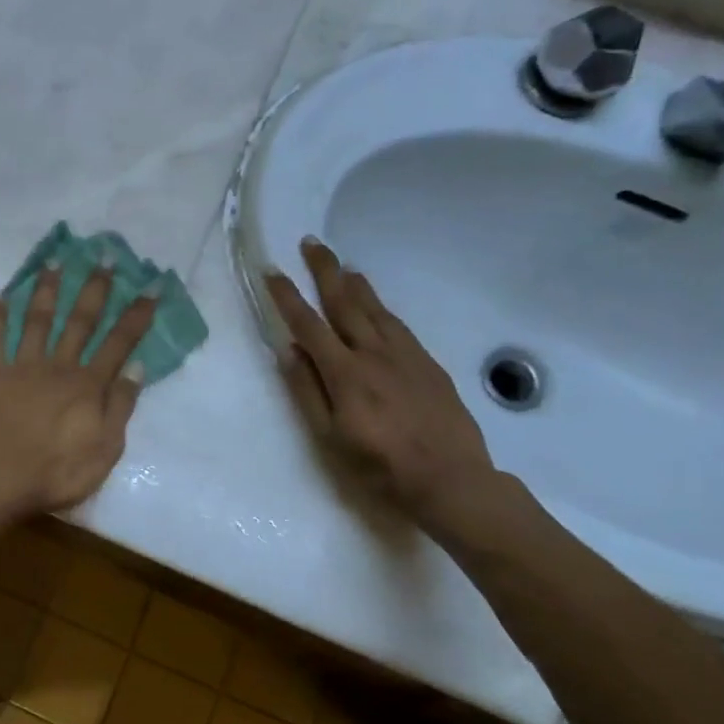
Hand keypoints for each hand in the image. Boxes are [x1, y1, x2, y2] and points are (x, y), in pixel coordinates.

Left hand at [0, 264, 157, 519]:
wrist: (0, 482)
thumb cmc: (58, 472)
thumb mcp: (106, 448)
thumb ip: (121, 405)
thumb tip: (138, 366)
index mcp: (87, 385)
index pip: (119, 343)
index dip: (136, 315)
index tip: (151, 287)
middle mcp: (57, 366)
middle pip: (79, 321)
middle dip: (94, 289)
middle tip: (102, 256)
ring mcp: (21, 368)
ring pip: (36, 321)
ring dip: (46, 291)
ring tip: (52, 262)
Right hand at [264, 237, 494, 522]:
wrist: (451, 481)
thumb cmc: (379, 468)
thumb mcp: (330, 438)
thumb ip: (308, 392)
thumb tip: (289, 351)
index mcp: (345, 374)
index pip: (309, 325)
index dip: (288, 297)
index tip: (272, 272)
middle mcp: (374, 354)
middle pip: (345, 303)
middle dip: (325, 271)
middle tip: (312, 243)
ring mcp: (406, 356)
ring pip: (376, 309)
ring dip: (356, 283)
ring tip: (342, 266)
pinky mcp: (428, 365)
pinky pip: (399, 325)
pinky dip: (382, 307)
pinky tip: (377, 306)